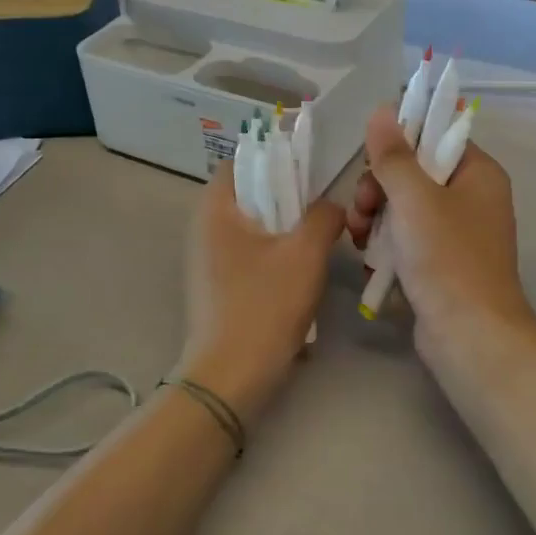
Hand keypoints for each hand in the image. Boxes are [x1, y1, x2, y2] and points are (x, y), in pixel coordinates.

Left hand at [179, 161, 345, 420]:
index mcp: (216, 209)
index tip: (310, 168)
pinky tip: (302, 272)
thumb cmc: (264, 306)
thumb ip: (324, 217)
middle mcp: (204, 229)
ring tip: (319, 237)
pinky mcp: (217, 287)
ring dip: (285, 228)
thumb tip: (332, 206)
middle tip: (324, 205)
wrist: (230, 378)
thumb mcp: (305, 254)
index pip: (242, 160)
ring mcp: (207, 261)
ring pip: (253, 227)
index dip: (275, 156)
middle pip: (249, 193)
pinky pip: (249, 255)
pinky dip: (274, 254)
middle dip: (287, 195)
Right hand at [347, 105, 535, 372]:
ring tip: (358, 238)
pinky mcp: (442, 264)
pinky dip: (387, 246)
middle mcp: (473, 199)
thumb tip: (382, 109)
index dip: (399, 144)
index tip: (371, 162)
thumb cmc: (447, 258)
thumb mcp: (415, 199)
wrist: (470, 336)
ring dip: (375, 219)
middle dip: (379, 189)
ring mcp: (458, 234)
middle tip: (361, 209)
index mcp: (479, 174)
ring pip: (405, 209)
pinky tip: (368, 260)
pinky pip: (408, 240)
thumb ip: (393, 155)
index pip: (435, 138)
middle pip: (414, 174)